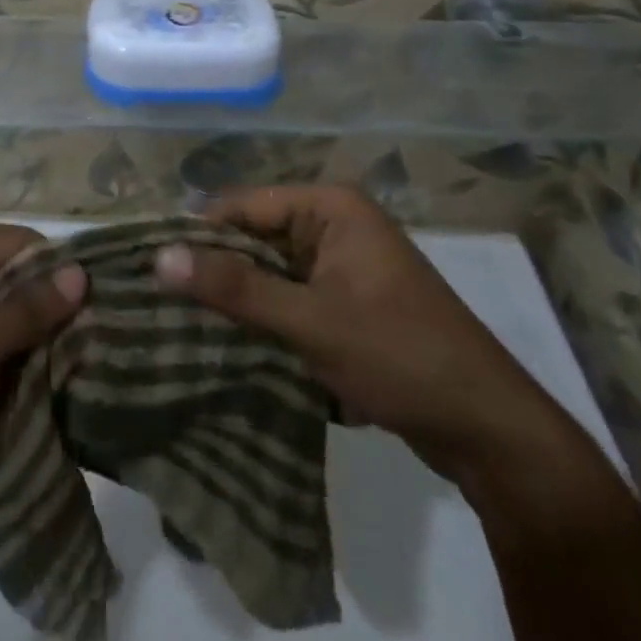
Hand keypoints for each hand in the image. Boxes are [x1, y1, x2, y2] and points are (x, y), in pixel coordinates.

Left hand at [0, 223, 85, 520]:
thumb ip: (21, 316)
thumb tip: (81, 274)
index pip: (21, 243)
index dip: (60, 277)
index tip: (103, 320)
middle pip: (6, 276)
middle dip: (42, 316)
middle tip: (91, 360)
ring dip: (19, 345)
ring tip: (68, 382)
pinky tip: (24, 395)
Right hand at [154, 186, 571, 486]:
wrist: (491, 433)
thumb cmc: (401, 357)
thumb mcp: (311, 322)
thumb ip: (235, 289)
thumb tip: (158, 257)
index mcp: (329, 207)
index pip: (243, 207)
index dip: (197, 235)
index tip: (149, 267)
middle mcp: (334, 223)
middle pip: (255, 237)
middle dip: (216, 270)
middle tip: (158, 301)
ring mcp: (342, 264)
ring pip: (270, 271)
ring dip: (238, 298)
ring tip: (180, 323)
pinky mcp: (347, 302)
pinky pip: (290, 297)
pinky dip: (264, 318)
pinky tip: (227, 343)